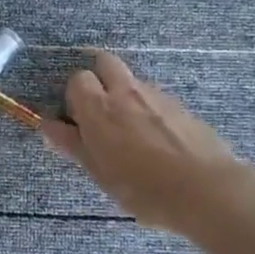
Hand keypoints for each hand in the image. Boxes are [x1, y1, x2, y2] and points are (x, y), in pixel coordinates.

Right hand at [41, 51, 247, 233]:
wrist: (207, 190)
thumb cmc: (142, 187)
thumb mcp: (99, 172)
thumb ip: (71, 144)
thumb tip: (46, 125)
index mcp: (99, 107)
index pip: (77, 79)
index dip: (74, 97)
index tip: (77, 121)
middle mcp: (126, 91)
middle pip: (105, 63)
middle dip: (99, 78)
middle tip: (100, 111)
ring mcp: (158, 96)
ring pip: (133, 82)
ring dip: (126, 95)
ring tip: (133, 133)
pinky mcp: (182, 107)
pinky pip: (156, 99)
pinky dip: (150, 110)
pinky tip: (158, 141)